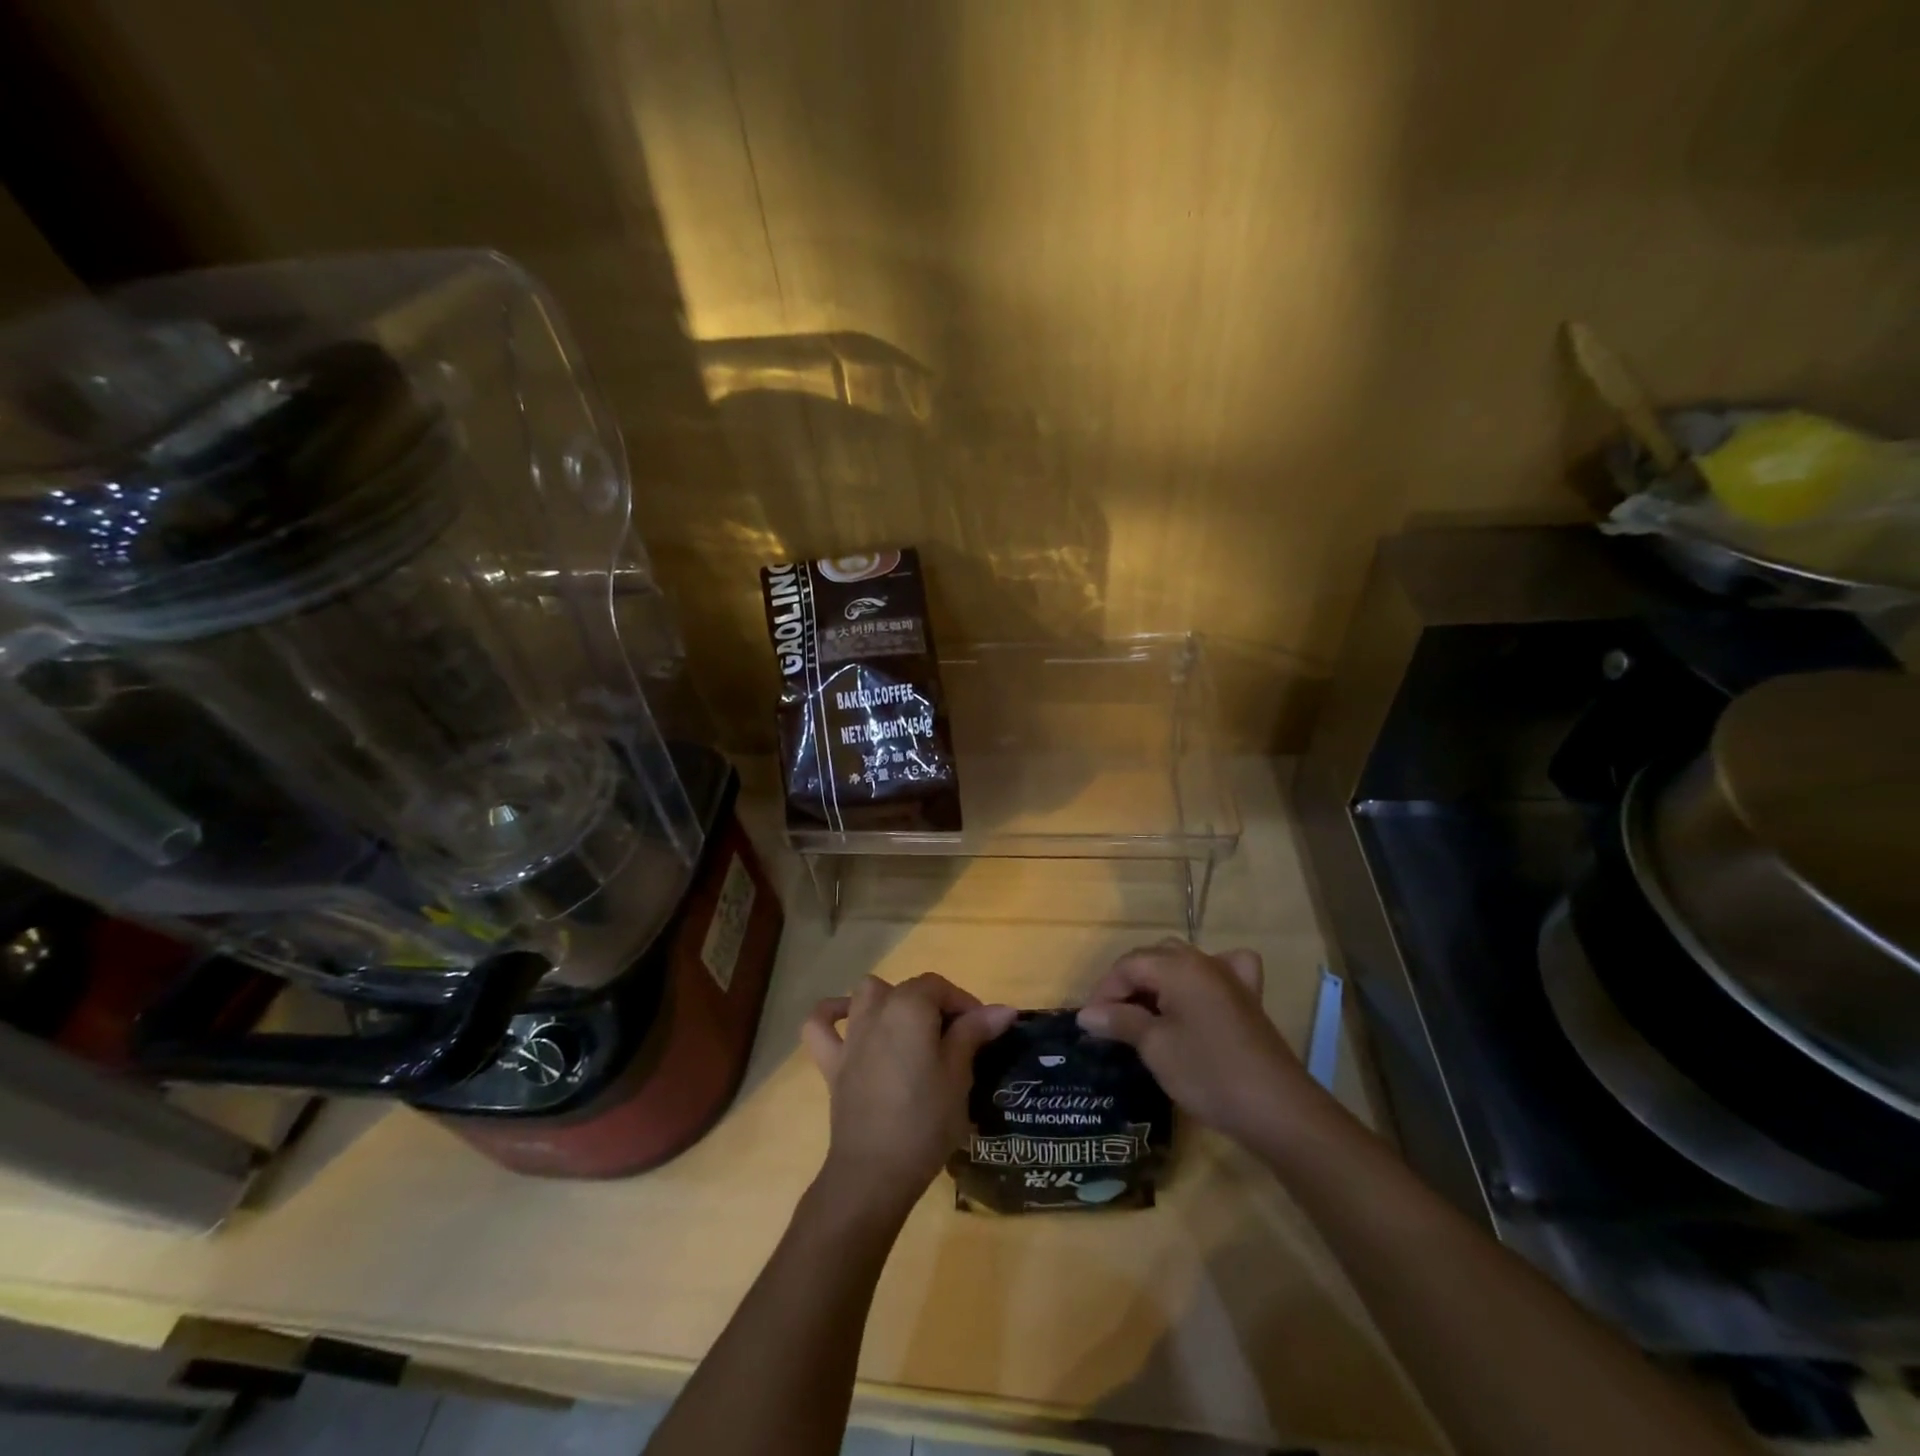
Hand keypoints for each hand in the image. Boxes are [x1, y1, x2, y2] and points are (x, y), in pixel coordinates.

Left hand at [802, 973, 1015, 1218]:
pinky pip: (820, 1026)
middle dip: (935, 1005)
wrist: (874, 1172)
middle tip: (956, 1040)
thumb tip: (1003, 1009)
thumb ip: (974, 1033)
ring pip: (866, 995)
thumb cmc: (926, 1120)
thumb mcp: (960, 1075)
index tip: (983, 1031)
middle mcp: (876, 1010)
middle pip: (909, 990)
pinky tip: (847, 1020)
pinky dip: (831, 1015)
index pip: (940, 986)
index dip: (965, 1003)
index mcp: (910, 1007)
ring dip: (889, 1000)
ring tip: (909, 1028)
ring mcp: (851, 1036)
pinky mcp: (832, 1063)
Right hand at [1076, 940, 1327, 1147]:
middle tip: (1112, 1019)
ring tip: (1143, 1013)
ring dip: (1158, 982)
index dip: (1104, 991)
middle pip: (1153, 959)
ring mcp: (1230, 977)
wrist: (1276, 1109)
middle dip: (1128, 985)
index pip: (1128, 965)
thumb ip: (1120, 1022)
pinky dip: (1202, 977)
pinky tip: (1198, 993)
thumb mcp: (1155, 1047)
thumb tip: (1087, 1014)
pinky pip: (1222, 970)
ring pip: (1182, 962)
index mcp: (1177, 966)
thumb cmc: (1208, 1073)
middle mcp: (1203, 960)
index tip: (1090, 1023)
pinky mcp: (1248, 998)